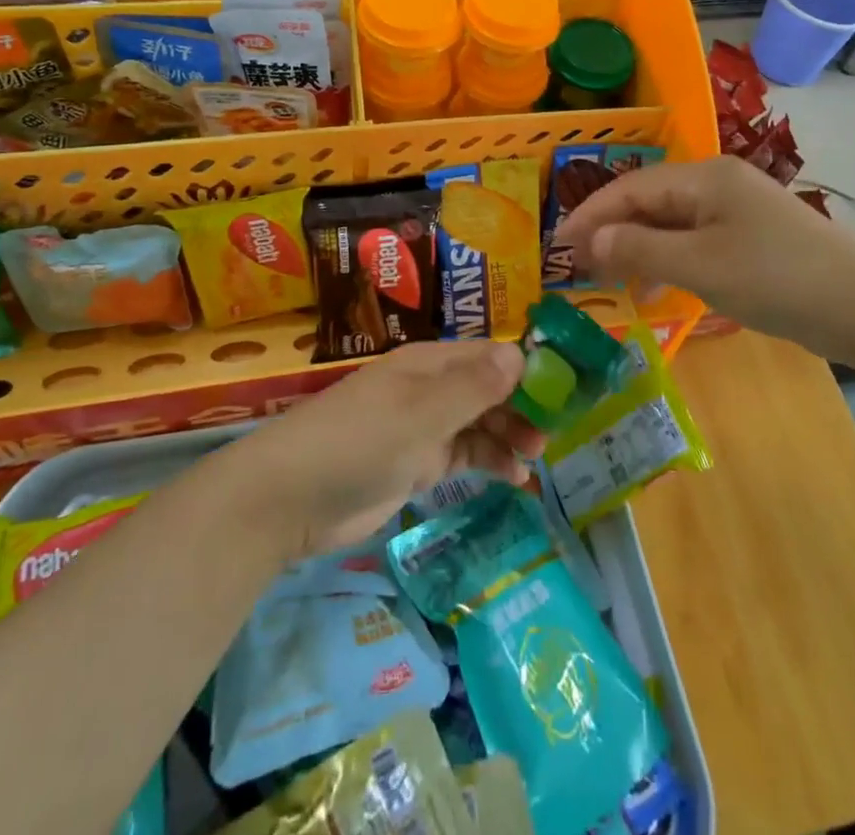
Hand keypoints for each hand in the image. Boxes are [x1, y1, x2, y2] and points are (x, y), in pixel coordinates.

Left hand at [235, 341, 545, 557]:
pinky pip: (461, 455)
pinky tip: (513, 479)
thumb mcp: (421, 414)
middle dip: (521, 406)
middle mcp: (427, 389)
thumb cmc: (359, 443)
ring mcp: (420, 426)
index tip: (563, 389)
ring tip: (537, 458)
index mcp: (428, 364)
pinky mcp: (412, 464)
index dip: (525, 368)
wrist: (290, 499)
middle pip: (486, 389)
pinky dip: (487, 462)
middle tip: (552, 433)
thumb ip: (473, 388)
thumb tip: (520, 356)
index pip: (487, 355)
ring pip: (477, 423)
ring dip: (507, 436)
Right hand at [554, 155, 854, 368]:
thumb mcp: (701, 265)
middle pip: (650, 201)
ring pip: (672, 222)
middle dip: (611, 231)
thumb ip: (640, 249)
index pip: (631, 187)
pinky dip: (668, 259)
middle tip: (576, 265)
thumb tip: (589, 241)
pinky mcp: (753, 239)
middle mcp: (719, 184)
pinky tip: (654, 285)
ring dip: (637, 247)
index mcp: (705, 177)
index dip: (591, 215)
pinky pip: (695, 241)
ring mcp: (739, 211)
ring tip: (606, 277)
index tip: (557, 246)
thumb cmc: (778, 279)